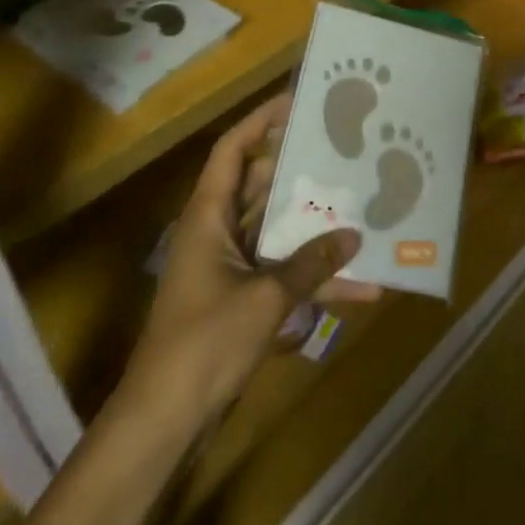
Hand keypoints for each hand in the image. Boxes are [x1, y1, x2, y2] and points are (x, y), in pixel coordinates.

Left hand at [125, 94, 380, 422]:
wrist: (164, 422)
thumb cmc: (204, 343)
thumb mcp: (264, 298)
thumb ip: (310, 264)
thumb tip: (355, 236)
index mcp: (208, 216)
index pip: (232, 150)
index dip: (261, 121)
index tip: (298, 103)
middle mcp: (217, 232)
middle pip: (260, 186)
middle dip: (301, 172)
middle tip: (343, 153)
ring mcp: (229, 268)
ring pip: (277, 231)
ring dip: (314, 227)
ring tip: (360, 207)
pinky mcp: (240, 300)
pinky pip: (282, 273)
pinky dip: (313, 277)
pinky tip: (359, 287)